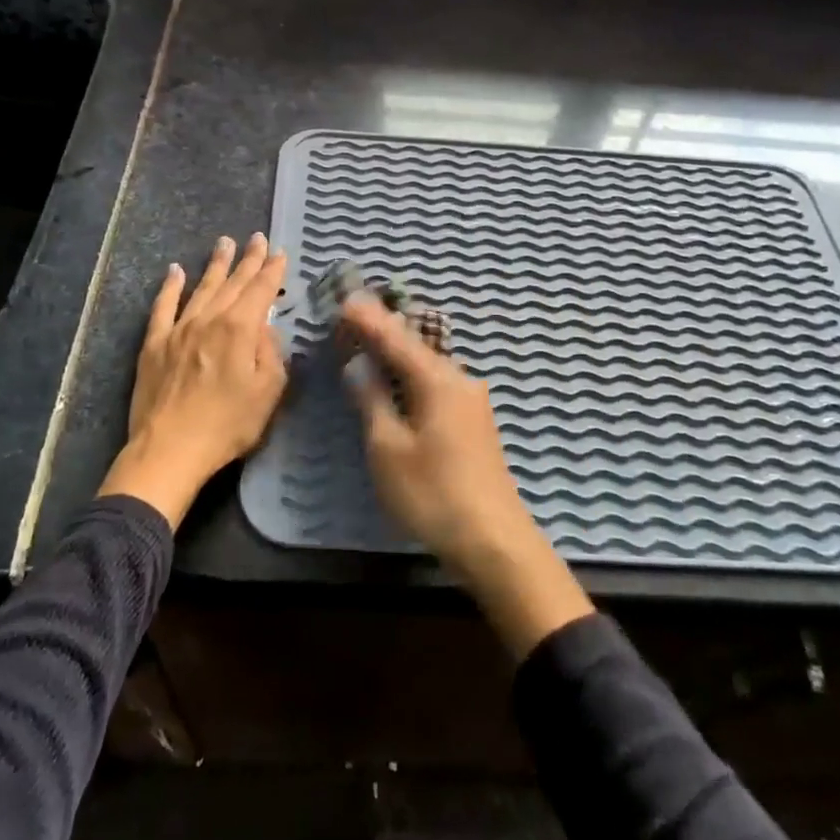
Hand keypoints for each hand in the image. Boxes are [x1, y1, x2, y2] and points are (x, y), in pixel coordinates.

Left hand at [99, 234, 288, 528]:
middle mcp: (210, 319)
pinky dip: (170, 286)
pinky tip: (175, 270)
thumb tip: (265, 327)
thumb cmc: (228, 425)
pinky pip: (163, 307)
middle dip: (248, 259)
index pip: (261, 290)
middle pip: (233, 283)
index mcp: (240, 329)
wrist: (170, 449)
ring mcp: (179, 329)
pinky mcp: (154, 344)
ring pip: (201, 288)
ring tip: (224, 243)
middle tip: (257, 238)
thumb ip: (271, 353)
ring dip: (215, 264)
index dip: (272, 270)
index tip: (280, 252)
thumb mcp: (268, 392)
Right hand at [341, 294, 592, 655]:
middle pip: (415, 346)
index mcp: (438, 380)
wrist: (493, 540)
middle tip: (354, 314)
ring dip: (399, 351)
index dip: (369, 320)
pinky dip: (412, 373)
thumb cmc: (433, 493)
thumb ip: (372, 400)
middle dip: (384, 329)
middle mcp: (459, 380)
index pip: (396, 339)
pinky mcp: (474, 421)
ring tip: (371, 338)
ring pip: (428, 364)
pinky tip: (400, 376)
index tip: (345, 299)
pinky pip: (437, 382)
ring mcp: (471, 401)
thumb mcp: (389, 449)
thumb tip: (358, 365)